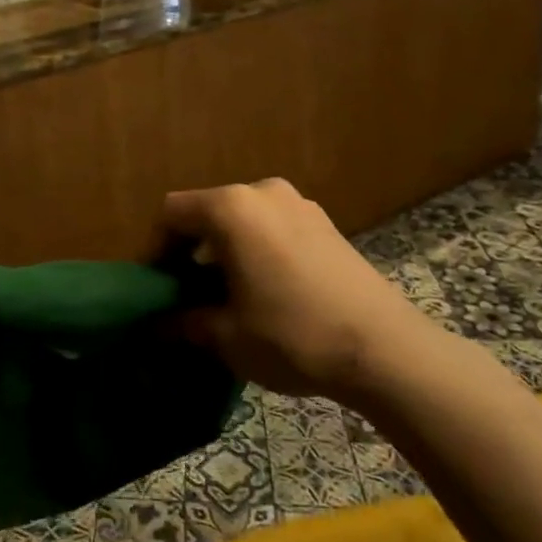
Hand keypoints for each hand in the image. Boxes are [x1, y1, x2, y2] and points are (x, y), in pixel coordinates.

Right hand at [162, 179, 437, 402]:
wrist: (386, 349)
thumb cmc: (293, 335)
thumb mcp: (227, 336)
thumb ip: (184, 322)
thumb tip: (158, 325)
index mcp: (231, 208)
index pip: (172, 213)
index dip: (155, 248)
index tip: (156, 286)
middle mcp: (263, 192)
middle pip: (208, 212)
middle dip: (190, 250)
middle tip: (187, 294)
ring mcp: (299, 204)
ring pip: (243, 220)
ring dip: (225, 250)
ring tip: (226, 295)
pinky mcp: (326, 224)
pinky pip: (273, 227)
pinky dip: (257, 249)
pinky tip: (266, 291)